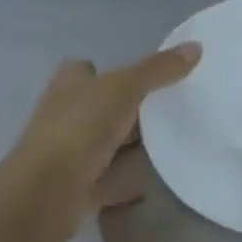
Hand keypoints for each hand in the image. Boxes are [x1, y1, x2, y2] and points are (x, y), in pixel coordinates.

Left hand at [0, 43, 200, 241]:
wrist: (44, 194)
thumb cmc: (79, 128)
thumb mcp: (124, 88)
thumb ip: (158, 69)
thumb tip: (196, 46)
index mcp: (70, 83)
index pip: (89, 69)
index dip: (112, 71)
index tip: (147, 79)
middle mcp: (66, 113)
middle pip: (103, 107)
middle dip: (130, 110)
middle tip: (170, 110)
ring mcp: (70, 153)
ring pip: (107, 144)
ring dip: (131, 147)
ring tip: (171, 144)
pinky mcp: (77, 187)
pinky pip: (110, 179)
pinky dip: (128, 180)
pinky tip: (153, 181)